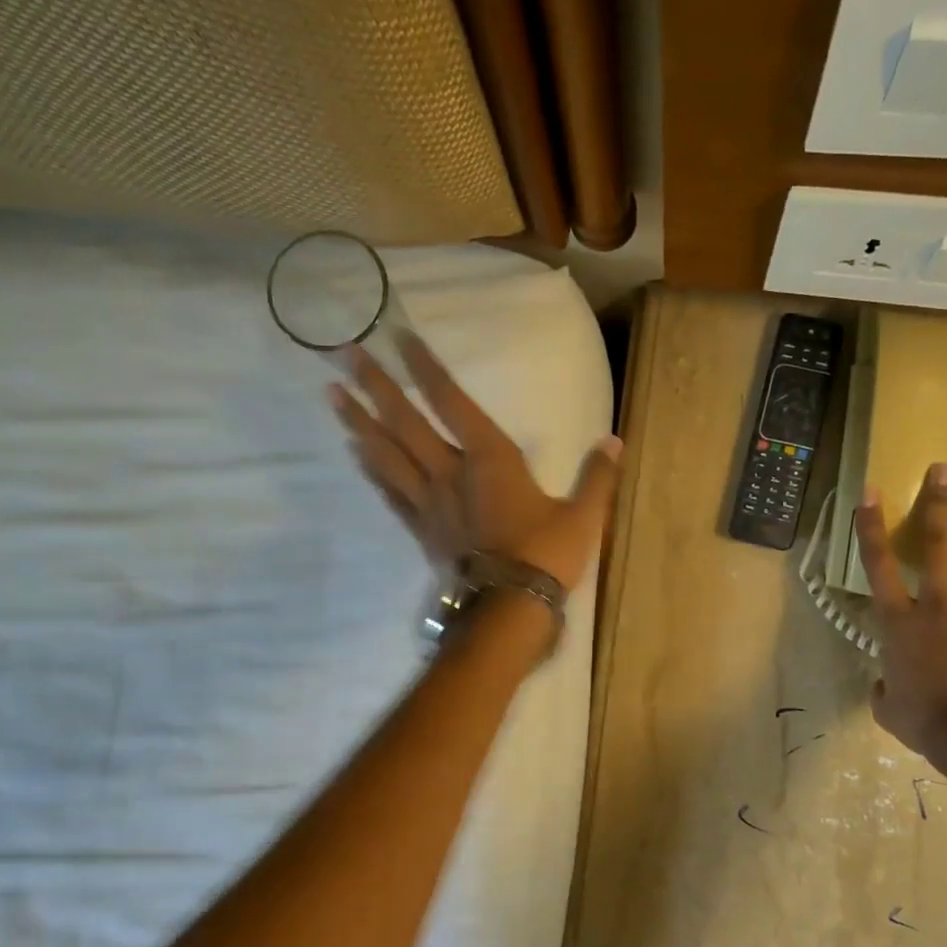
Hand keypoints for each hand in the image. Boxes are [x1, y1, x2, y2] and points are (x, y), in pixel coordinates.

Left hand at [327, 329, 621, 591]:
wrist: (508, 610)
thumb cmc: (545, 556)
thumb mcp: (582, 516)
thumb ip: (596, 477)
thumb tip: (614, 441)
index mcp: (490, 459)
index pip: (451, 401)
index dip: (425, 367)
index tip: (398, 336)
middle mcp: (450, 472)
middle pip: (405, 422)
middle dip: (375, 385)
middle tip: (342, 353)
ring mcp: (430, 503)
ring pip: (387, 455)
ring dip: (359, 422)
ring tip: (333, 396)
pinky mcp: (422, 531)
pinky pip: (390, 493)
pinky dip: (371, 470)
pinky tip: (354, 453)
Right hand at [854, 463, 946, 763]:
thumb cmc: (927, 722)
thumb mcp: (888, 708)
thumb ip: (884, 686)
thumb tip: (887, 682)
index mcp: (897, 622)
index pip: (877, 565)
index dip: (869, 527)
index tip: (869, 494)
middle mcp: (933, 604)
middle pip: (934, 545)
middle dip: (935, 505)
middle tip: (941, 471)